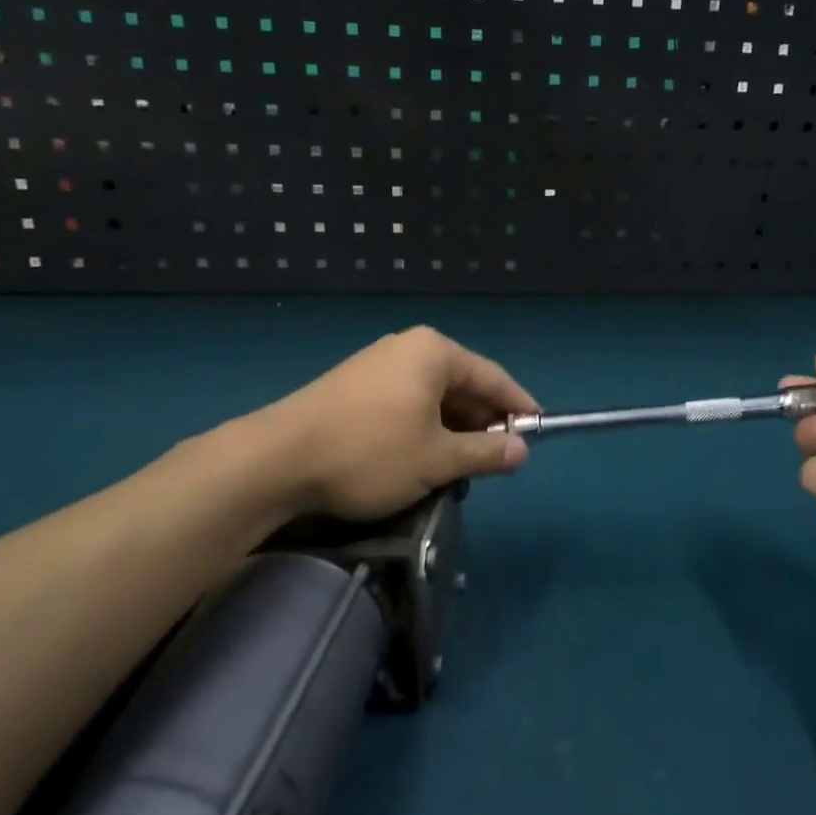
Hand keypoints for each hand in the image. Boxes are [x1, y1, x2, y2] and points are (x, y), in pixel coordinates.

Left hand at [262, 326, 535, 521]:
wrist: (277, 460)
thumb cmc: (370, 452)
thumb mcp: (437, 459)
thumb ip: (486, 452)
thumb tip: (522, 451)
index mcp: (434, 352)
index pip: (493, 376)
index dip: (519, 406)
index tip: (538, 433)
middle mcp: (408, 347)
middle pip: (462, 384)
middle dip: (482, 422)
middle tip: (498, 460)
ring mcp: (377, 364)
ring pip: (432, 397)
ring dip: (452, 430)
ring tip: (462, 467)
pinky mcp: (354, 385)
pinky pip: (406, 402)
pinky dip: (423, 428)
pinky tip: (423, 458)